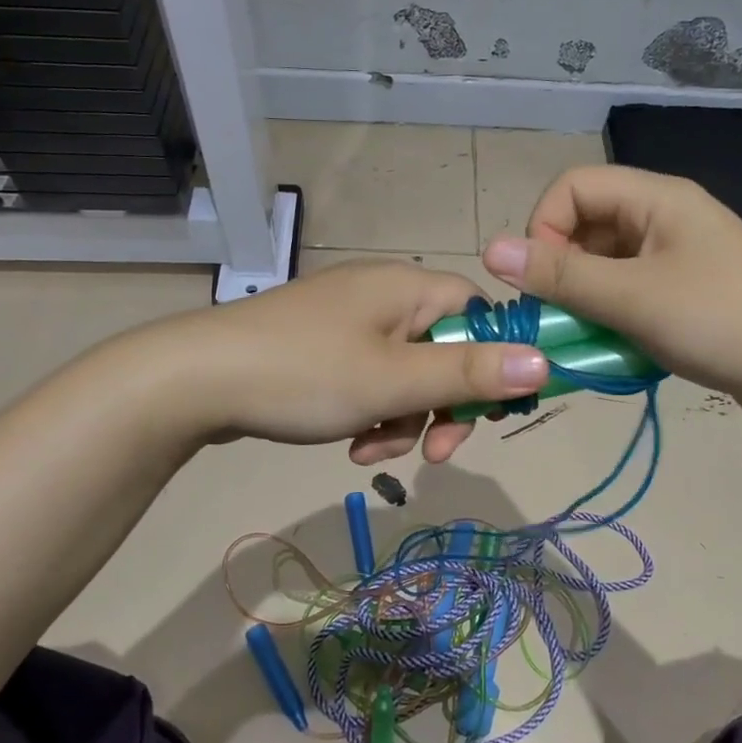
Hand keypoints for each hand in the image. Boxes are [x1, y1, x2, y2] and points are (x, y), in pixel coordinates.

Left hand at [150, 259, 548, 463]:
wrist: (196, 380)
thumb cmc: (305, 374)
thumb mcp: (395, 381)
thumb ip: (470, 373)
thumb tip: (545, 361)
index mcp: (407, 289)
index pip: (479, 313)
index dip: (495, 361)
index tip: (492, 412)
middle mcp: (383, 295)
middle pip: (444, 350)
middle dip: (443, 407)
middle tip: (435, 453)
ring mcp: (349, 322)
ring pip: (406, 375)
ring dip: (403, 420)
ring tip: (370, 452)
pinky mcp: (322, 348)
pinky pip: (369, 380)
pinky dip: (370, 413)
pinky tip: (349, 443)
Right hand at [481, 165, 741, 411]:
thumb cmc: (719, 321)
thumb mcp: (631, 298)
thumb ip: (560, 274)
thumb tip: (489, 249)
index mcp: (657, 198)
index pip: (573, 187)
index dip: (543, 227)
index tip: (540, 280)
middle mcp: (666, 216)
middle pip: (588, 225)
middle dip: (563, 269)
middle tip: (559, 315)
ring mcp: (680, 254)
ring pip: (607, 262)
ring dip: (586, 297)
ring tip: (589, 336)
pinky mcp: (689, 290)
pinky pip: (631, 289)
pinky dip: (613, 313)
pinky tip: (617, 345)